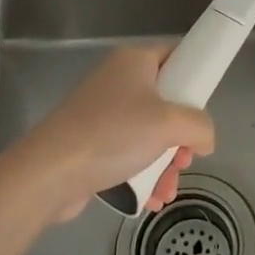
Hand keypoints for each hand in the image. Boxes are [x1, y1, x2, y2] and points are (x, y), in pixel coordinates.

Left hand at [12, 44, 216, 221]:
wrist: (49, 172)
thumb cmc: (113, 134)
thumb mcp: (169, 124)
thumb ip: (200, 126)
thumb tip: (205, 140)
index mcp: (135, 60)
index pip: (177, 55)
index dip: (195, 78)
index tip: (205, 108)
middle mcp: (118, 80)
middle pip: (166, 102)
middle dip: (181, 137)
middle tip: (185, 158)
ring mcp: (102, 112)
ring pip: (150, 133)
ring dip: (165, 163)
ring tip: (167, 190)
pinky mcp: (91, 142)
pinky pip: (128, 152)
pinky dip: (143, 173)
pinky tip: (150, 199)